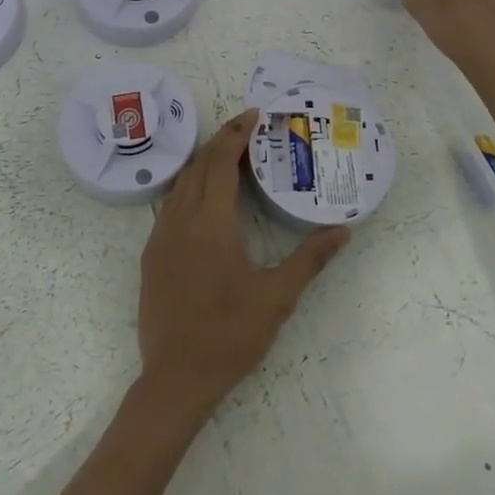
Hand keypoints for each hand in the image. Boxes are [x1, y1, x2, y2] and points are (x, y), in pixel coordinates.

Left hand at [137, 110, 348, 421]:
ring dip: (203, 162)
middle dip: (221, 140)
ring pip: (181, 183)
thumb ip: (310, 259)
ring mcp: (160, 236)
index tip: (254, 116)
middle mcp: (180, 219)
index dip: (236, 134)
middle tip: (247, 128)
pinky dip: (189, 187)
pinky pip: (169, 205)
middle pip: (199, 165)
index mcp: (211, 222)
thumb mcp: (277, 297)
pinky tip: (204, 200)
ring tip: (229, 156)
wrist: (176, 378)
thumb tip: (343, 230)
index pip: (221, 162)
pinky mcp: (151, 254)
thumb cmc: (230, 334)